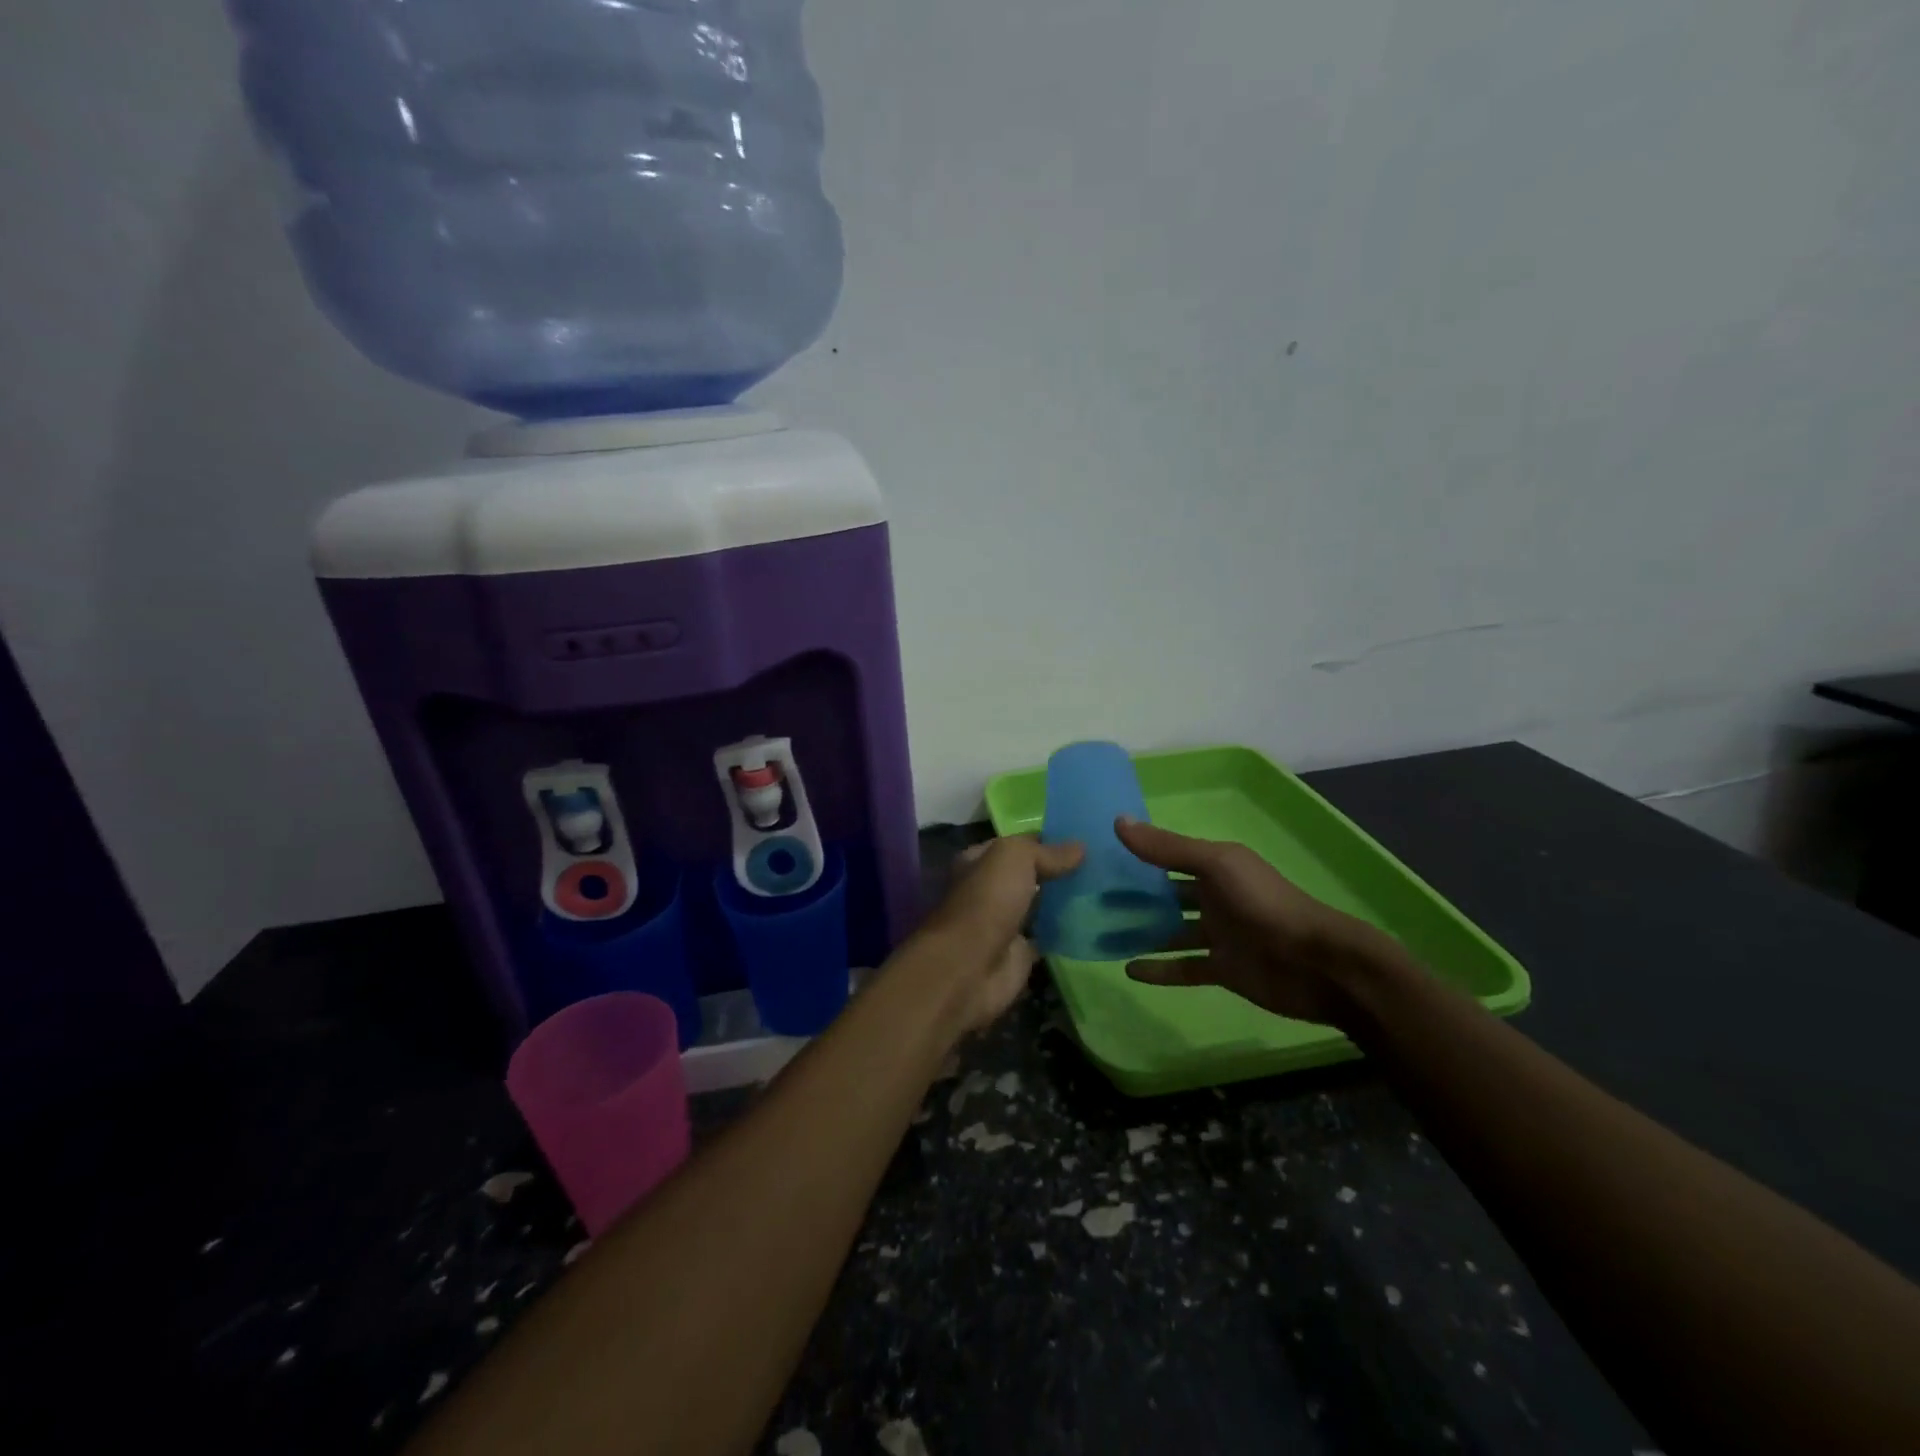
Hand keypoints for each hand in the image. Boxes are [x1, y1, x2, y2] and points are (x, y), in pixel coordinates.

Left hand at [914, 835, 1084, 1032]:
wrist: (971, 966)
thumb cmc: (987, 900)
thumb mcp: (1014, 858)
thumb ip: (1046, 852)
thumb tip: (1080, 848)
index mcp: (979, 861)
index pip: (1018, 843)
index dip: (1048, 838)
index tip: (1086, 837)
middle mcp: (990, 889)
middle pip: (1031, 874)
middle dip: (1060, 869)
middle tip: (1103, 863)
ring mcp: (1006, 922)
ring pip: (1041, 904)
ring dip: (1066, 899)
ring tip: (1107, 888)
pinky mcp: (1021, 952)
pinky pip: (1050, 935)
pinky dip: (1068, 930)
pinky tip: (1098, 920)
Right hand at [1115, 818, 1398, 1026]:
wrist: (1318, 964)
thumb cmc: (1265, 904)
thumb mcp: (1216, 865)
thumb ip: (1167, 848)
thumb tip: (1118, 821)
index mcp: (1217, 867)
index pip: (1169, 856)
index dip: (1139, 855)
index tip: (1100, 856)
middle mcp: (1215, 897)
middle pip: (1167, 894)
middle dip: (1135, 896)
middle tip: (1092, 900)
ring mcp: (1219, 935)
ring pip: (1171, 931)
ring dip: (1142, 932)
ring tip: (1102, 934)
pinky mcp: (1223, 970)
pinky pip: (1184, 967)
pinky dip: (1159, 969)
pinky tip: (1129, 969)